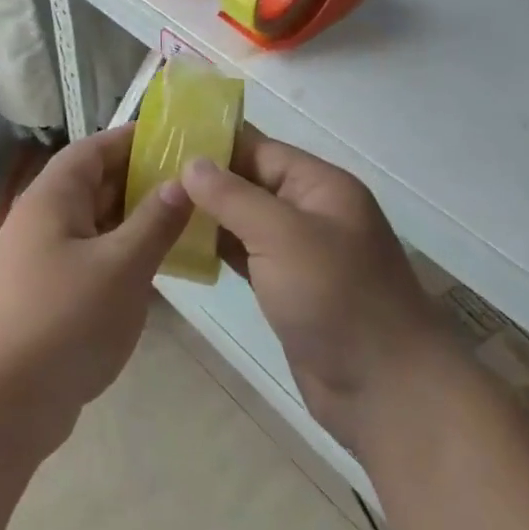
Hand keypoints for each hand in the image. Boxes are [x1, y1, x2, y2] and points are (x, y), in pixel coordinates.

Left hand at [0, 127, 191, 445]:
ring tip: (186, 219)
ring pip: (95, 222)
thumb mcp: (122, 267)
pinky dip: (122, 252)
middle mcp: (43, 219)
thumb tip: (182, 183)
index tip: (178, 139)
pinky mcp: (49, 291)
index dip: (133, 140)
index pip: (94, 149)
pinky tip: (156, 265)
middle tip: (193, 182)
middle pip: (94, 183)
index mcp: (52, 198)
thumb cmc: (65, 321)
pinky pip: (92, 255)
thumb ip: (155, 221)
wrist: (5, 401)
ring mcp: (43, 257)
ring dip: (134, 219)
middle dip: (141, 180)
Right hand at [174, 127, 451, 454]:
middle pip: (249, 182)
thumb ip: (234, 196)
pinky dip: (214, 248)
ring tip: (151, 205)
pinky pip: (244, 255)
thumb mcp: (283, 235)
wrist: (385, 389)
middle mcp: (309, 212)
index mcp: (319, 186)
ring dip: (204, 214)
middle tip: (143, 175)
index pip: (259, 149)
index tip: (161, 140)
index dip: (212, 143)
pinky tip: (176, 244)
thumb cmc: (337, 298)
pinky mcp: (285, 288)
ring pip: (243, 220)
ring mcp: (298, 252)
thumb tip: (191, 163)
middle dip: (202, 179)